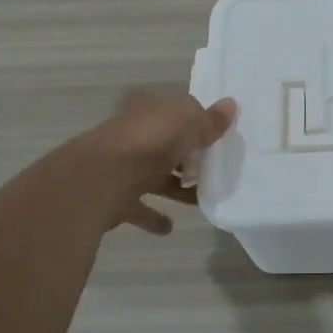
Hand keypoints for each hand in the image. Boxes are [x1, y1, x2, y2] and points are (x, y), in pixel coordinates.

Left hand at [74, 89, 237, 234]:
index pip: (174, 110)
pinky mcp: (113, 197)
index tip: (216, 138)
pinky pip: (138, 207)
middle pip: (164, 143)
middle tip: (212, 170)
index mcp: (146, 107)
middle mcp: (130, 133)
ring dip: (173, 187)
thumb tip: (230, 105)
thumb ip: (209, 120)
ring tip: (199, 200)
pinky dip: (153, 216)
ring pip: (152, 175)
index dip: (195, 121)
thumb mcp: (189, 122)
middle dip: (185, 156)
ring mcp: (120, 166)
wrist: (102, 180)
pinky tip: (169, 227)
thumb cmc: (150, 141)